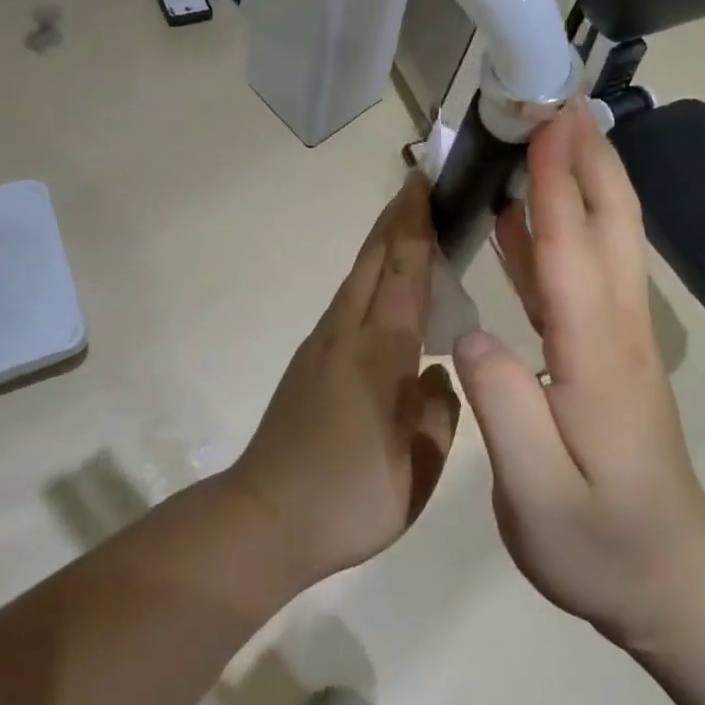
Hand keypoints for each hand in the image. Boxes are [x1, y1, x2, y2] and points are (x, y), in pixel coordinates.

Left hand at [229, 177, 460, 586]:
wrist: (265, 520)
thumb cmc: (349, 497)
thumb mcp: (418, 468)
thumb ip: (438, 413)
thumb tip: (437, 376)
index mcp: (379, 352)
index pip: (402, 272)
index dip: (415, 224)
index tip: (425, 183)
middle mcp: (347, 334)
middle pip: (372, 260)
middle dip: (396, 218)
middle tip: (420, 184)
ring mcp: (322, 345)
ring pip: (356, 278)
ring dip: (382, 243)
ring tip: (409, 225)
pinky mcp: (310, 361)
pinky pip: (348, 301)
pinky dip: (370, 276)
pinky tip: (386, 291)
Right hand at [453, 104, 704, 646]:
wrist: (670, 578)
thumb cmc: (600, 542)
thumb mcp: (538, 495)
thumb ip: (504, 407)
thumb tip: (470, 331)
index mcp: (597, 353)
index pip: (572, 248)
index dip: (556, 181)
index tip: (546, 120)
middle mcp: (616, 327)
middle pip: (608, 223)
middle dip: (587, 155)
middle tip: (558, 100)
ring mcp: (618, 335)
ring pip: (603, 238)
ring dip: (579, 180)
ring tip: (543, 136)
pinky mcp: (608, 348)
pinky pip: (582, 271)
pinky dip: (555, 230)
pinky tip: (519, 218)